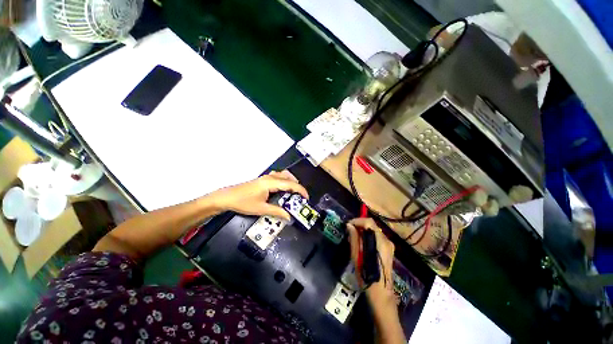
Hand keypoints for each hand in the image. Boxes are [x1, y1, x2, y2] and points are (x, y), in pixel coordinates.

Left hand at [209, 170, 307, 220]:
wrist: (227, 197)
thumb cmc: (243, 203)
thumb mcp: (261, 209)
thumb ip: (277, 211)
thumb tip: (289, 217)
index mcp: (271, 183)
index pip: (291, 184)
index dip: (301, 190)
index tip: (306, 198)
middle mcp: (270, 177)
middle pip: (289, 177)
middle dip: (297, 186)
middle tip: (299, 197)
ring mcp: (266, 177)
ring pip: (283, 175)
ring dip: (291, 182)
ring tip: (293, 193)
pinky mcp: (263, 179)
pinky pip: (278, 176)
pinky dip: (284, 181)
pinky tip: (282, 190)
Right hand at [346, 218, 395, 306]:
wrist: (381, 294)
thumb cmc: (367, 276)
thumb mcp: (357, 256)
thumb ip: (354, 239)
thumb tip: (349, 225)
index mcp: (380, 242)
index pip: (369, 222)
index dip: (358, 220)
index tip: (348, 225)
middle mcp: (387, 241)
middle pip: (372, 225)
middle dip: (360, 225)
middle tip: (350, 231)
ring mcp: (389, 245)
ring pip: (375, 231)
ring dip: (364, 231)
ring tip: (354, 238)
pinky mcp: (389, 250)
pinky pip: (377, 237)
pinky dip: (369, 236)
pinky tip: (362, 244)